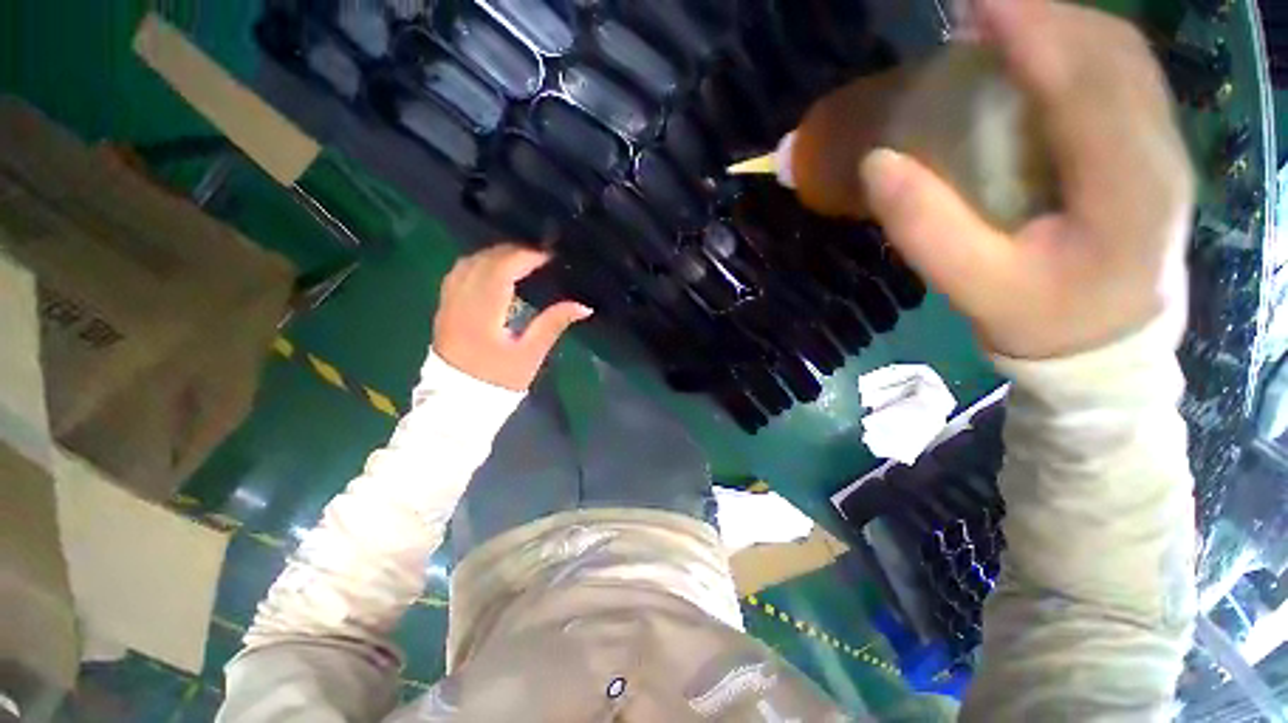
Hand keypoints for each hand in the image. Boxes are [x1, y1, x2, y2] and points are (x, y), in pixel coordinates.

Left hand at [433, 244, 591, 390]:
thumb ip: (553, 324)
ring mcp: (447, 304)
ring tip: (519, 258)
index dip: (524, 257)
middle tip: (538, 254)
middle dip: (511, 252)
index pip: (500, 271)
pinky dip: (478, 264)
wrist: (459, 402)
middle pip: (482, 262)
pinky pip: (457, 274)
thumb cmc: (498, 381)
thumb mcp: (530, 354)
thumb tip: (583, 306)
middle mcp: (459, 302)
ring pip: (466, 264)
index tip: (548, 256)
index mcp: (482, 314)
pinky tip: (493, 269)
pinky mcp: (443, 309)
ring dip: (493, 255)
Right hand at [860, 0, 1193, 358]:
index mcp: (1124, 193)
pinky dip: (1076, 45)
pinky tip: (1038, 51)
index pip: (1084, 86)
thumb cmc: (1040, 320)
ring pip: (1121, 55)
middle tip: (977, 11)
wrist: (1107, 345)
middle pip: (1111, 53)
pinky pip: (1123, 72)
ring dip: (1059, 24)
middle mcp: (1159, 153)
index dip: (1033, 31)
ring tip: (1000, 22)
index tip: (976, 3)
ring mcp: (1165, 143)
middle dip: (1043, 15)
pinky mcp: (1154, 144)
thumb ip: (925, 229)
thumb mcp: (972, 287)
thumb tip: (876, 163)